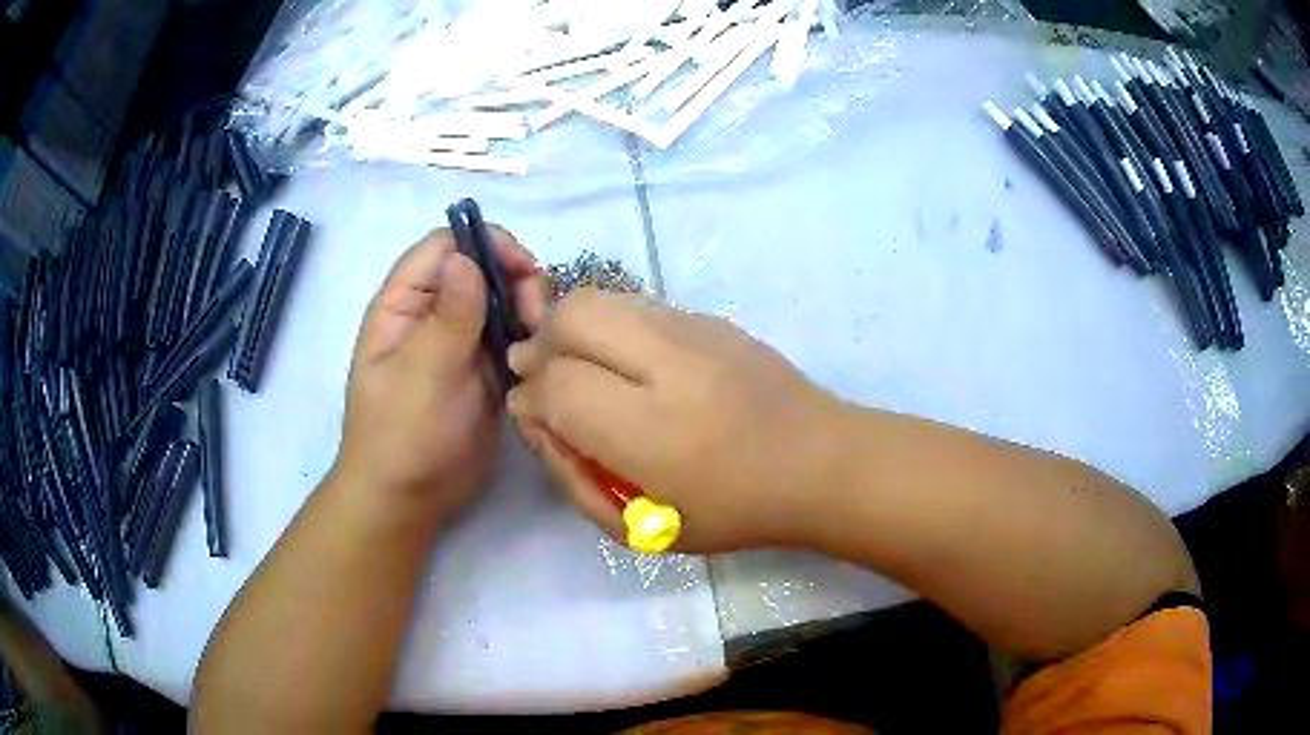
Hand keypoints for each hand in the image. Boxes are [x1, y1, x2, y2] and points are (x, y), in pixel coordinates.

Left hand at [334, 226, 546, 523]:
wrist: (410, 500)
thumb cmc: (403, 436)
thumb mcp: (424, 373)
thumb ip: (449, 314)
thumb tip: (466, 255)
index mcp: (404, 304)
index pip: (445, 246)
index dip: (484, 245)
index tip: (522, 271)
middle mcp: (432, 314)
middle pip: (481, 268)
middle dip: (515, 280)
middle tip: (536, 317)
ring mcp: (460, 343)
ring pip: (502, 302)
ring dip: (528, 311)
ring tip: (541, 341)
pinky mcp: (484, 372)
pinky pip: (512, 339)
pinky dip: (530, 341)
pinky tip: (541, 360)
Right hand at [506, 290, 847, 551]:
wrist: (821, 463)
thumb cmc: (733, 511)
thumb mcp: (644, 528)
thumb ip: (576, 478)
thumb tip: (538, 420)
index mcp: (655, 432)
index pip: (560, 387)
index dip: (532, 396)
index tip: (533, 413)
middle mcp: (672, 365)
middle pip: (573, 318)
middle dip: (542, 343)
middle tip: (542, 375)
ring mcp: (696, 331)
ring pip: (603, 298)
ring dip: (571, 327)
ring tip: (576, 363)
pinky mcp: (713, 318)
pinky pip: (638, 305)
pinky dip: (611, 324)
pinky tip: (623, 358)